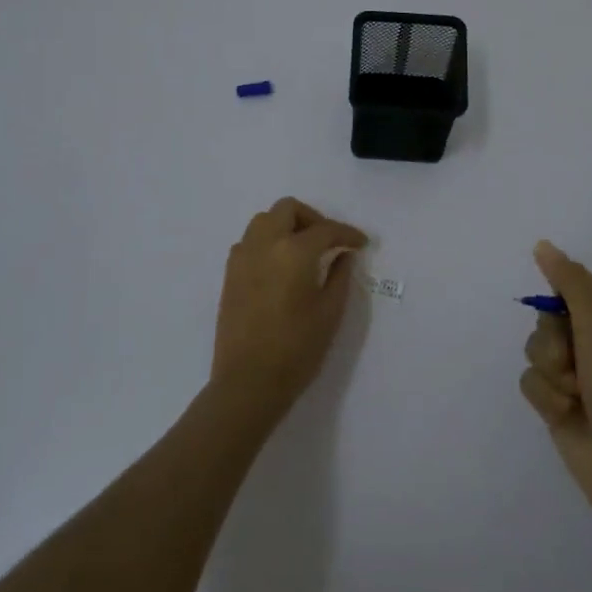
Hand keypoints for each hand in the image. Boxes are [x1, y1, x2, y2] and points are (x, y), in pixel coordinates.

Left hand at [212, 197, 367, 429]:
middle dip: (313, 218)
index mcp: (293, 252)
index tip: (361, 244)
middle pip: (288, 209)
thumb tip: (344, 256)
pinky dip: (268, 241)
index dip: (347, 234)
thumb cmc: (297, 349)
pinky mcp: (230, 274)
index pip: (325, 230)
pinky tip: (280, 266)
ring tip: (304, 250)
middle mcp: (264, 244)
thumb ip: (340, 277)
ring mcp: (242, 257)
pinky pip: (250, 241)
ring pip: (264, 220)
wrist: (248, 382)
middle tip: (329, 241)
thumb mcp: (330, 313)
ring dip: (287, 225)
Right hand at [519, 240, 591, 528]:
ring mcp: (575, 376)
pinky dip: (545, 396)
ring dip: (550, 372)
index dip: (562, 297)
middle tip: (573, 360)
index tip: (561, 309)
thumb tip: (542, 244)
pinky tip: (565, 413)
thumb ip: (570, 283)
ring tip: (574, 394)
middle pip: (548, 318)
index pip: (576, 287)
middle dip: (553, 340)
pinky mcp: (557, 404)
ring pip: (534, 349)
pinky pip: (530, 382)